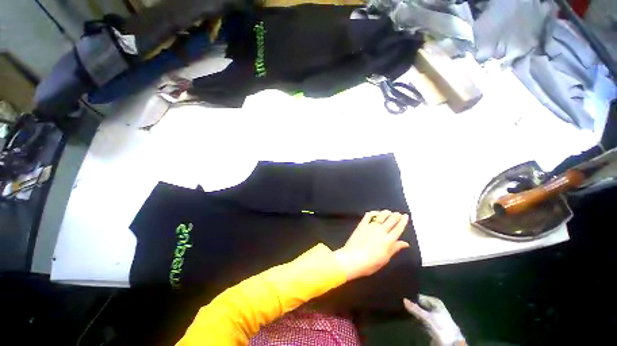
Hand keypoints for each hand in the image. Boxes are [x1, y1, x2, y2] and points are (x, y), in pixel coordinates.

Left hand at [334, 210, 409, 280]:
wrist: (353, 259)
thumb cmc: (371, 263)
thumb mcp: (386, 258)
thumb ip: (395, 248)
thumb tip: (405, 243)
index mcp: (389, 240)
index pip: (398, 228)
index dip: (403, 221)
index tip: (405, 216)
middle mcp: (381, 231)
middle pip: (391, 220)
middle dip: (396, 215)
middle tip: (398, 213)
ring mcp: (371, 226)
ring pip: (381, 216)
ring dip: (386, 213)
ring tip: (389, 212)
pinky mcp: (362, 224)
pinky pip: (369, 215)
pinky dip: (373, 212)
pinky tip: (376, 213)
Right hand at [404, 295, 465, 345]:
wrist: (451, 343)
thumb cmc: (441, 326)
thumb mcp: (427, 317)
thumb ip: (415, 309)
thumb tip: (403, 299)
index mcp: (435, 302)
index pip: (419, 296)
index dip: (411, 297)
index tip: (401, 298)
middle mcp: (435, 307)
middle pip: (420, 304)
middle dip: (412, 305)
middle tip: (401, 304)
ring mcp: (434, 316)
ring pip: (420, 312)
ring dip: (413, 312)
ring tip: (403, 311)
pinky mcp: (433, 325)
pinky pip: (421, 319)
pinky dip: (416, 319)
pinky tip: (410, 319)